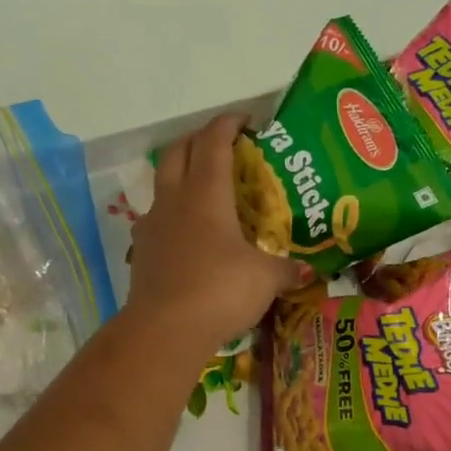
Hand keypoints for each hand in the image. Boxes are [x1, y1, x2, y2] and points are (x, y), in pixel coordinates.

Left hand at [123, 113, 308, 358]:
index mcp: (206, 194)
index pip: (214, 142)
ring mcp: (152, 226)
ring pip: (161, 184)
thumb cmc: (220, 290)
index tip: (245, 120)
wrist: (165, 330)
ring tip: (203, 189)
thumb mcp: (264, 279)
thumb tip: (308, 271)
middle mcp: (174, 200)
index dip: (228, 124)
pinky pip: (156, 220)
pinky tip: (187, 233)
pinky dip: (172, 215)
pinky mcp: (142, 253)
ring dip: (180, 175)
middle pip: (178, 152)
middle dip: (198, 140)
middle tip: (221, 146)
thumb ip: (286, 270)